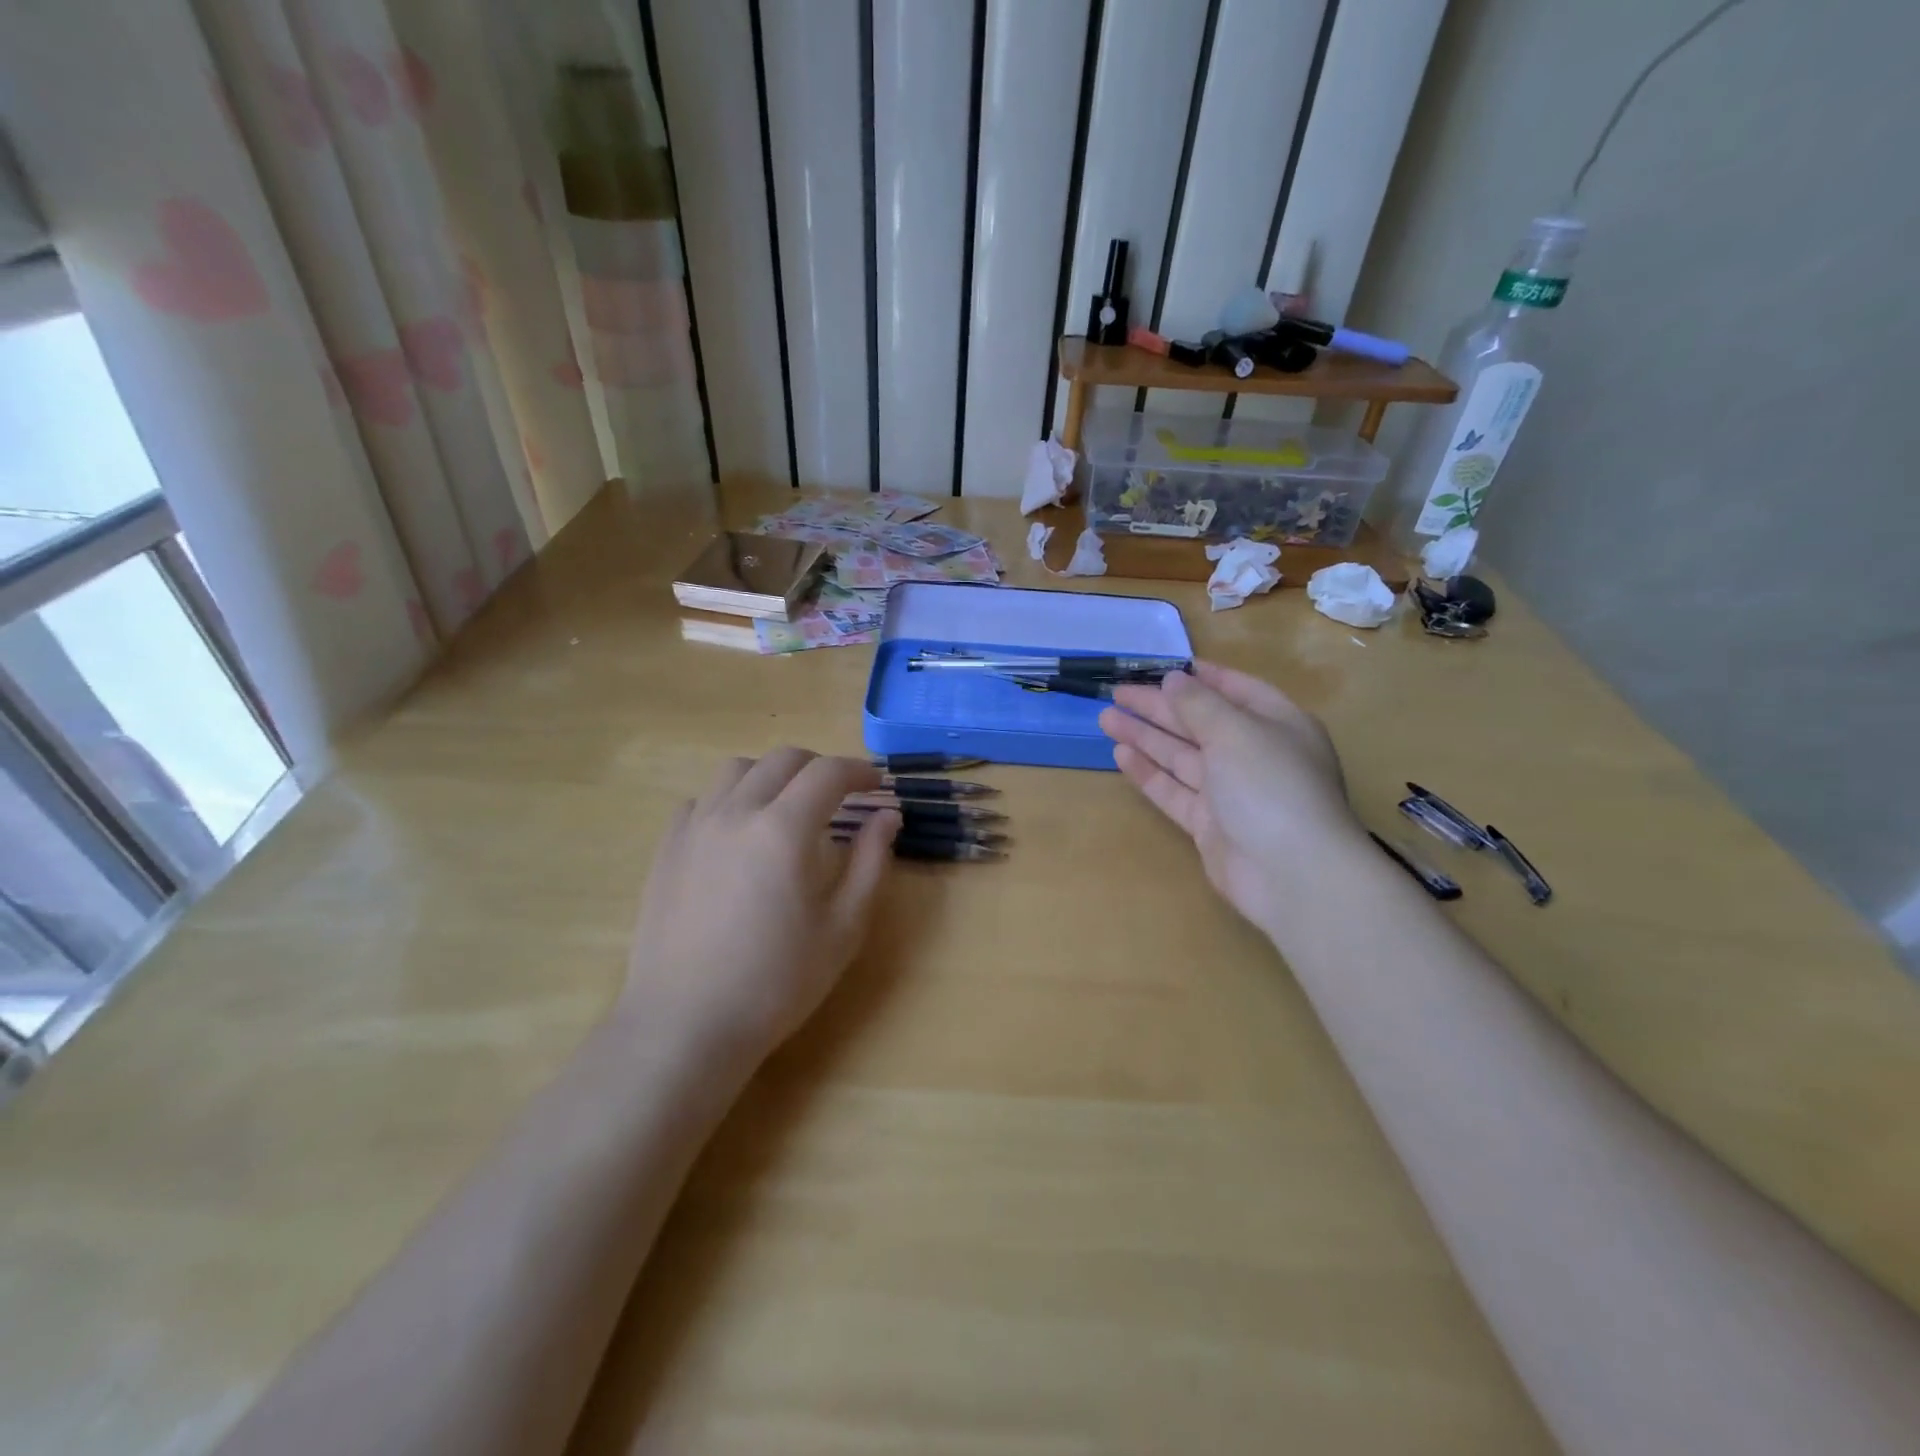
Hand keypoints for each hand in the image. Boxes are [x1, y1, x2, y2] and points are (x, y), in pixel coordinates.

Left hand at [624, 749, 899, 1059]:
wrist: (686, 1025)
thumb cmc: (776, 982)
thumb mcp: (843, 928)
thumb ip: (870, 863)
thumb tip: (887, 815)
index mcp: (784, 829)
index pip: (828, 773)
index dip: (860, 772)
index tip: (878, 786)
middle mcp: (736, 812)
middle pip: (783, 760)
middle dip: (820, 767)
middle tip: (841, 796)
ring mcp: (694, 827)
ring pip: (737, 770)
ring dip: (772, 775)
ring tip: (787, 806)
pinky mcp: (666, 848)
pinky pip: (701, 800)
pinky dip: (730, 799)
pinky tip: (738, 833)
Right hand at [1098, 662, 1364, 937]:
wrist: (1291, 874)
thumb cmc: (1271, 785)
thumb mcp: (1235, 731)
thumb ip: (1199, 704)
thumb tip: (1173, 679)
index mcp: (1277, 725)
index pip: (1237, 691)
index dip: (1202, 678)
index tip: (1164, 667)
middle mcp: (1255, 756)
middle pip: (1200, 724)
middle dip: (1159, 707)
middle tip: (1117, 693)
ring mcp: (1231, 793)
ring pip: (1182, 757)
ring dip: (1146, 737)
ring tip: (1106, 719)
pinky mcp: (1209, 825)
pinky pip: (1175, 791)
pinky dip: (1149, 772)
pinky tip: (1121, 755)